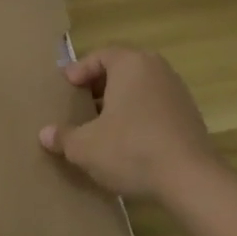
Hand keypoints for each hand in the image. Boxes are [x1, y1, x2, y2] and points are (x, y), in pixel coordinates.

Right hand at [38, 46, 225, 199]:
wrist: (191, 180)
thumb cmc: (131, 149)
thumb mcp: (85, 147)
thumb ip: (63, 137)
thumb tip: (45, 134)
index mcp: (131, 64)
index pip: (101, 55)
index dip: (80, 70)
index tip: (67, 86)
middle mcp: (157, 70)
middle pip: (122, 70)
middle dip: (100, 86)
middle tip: (81, 103)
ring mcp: (178, 93)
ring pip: (140, 89)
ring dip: (120, 103)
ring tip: (102, 125)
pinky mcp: (190, 117)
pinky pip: (156, 107)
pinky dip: (139, 117)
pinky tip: (127, 142)